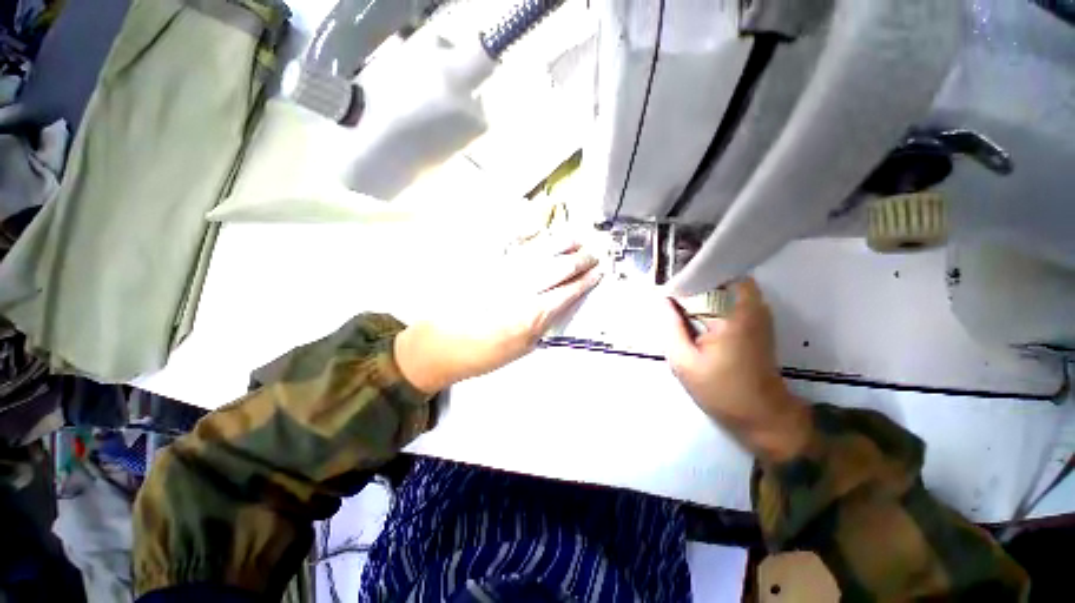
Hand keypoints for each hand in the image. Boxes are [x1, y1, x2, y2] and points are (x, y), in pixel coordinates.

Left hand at [395, 234, 602, 393]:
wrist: (440, 345)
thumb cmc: (482, 355)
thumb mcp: (523, 348)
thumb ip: (545, 322)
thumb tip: (559, 303)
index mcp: (532, 315)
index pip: (568, 291)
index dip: (586, 281)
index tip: (598, 273)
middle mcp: (520, 288)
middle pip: (559, 267)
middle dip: (580, 259)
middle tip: (593, 254)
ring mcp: (501, 272)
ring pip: (539, 250)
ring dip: (561, 242)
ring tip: (577, 237)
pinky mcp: (483, 264)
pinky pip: (507, 241)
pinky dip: (524, 230)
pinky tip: (537, 225)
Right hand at [662, 278, 810, 462]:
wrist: (762, 415)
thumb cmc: (721, 391)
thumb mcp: (684, 362)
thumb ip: (670, 327)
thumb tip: (662, 300)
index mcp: (733, 314)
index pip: (707, 276)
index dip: (684, 277)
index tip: (666, 287)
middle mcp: (751, 306)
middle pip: (719, 277)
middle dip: (693, 282)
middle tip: (671, 296)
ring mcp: (758, 313)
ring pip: (726, 286)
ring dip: (703, 291)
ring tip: (680, 304)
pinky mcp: (757, 322)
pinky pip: (732, 300)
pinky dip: (713, 302)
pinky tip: (697, 317)